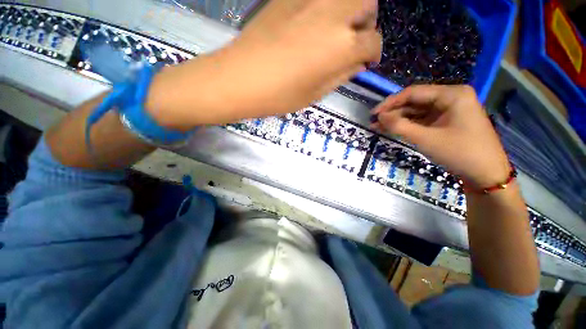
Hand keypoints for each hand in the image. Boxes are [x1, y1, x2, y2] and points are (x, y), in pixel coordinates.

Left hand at [146, 0, 380, 128]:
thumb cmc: (281, 95)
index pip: (373, 42)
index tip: (366, 62)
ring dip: (349, 10)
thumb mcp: (316, 93)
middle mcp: (333, 13)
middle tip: (353, 40)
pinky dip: (325, 8)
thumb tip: (357, 63)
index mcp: (342, 45)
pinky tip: (312, 24)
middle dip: (366, 22)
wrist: (241, 78)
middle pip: (367, 3)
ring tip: (335, 31)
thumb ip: (341, 75)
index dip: (373, 54)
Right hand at [371, 85, 510, 188]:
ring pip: (417, 111)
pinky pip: (423, 119)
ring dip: (398, 119)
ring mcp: (449, 109)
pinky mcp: (447, 121)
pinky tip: (393, 129)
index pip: (413, 92)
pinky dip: (408, 125)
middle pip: (415, 101)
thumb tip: (379, 117)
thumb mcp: (425, 139)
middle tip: (374, 121)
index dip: (390, 102)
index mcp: (452, 94)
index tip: (374, 113)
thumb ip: (399, 126)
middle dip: (393, 112)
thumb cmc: (460, 153)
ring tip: (378, 127)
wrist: (486, 175)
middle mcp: (451, 97)